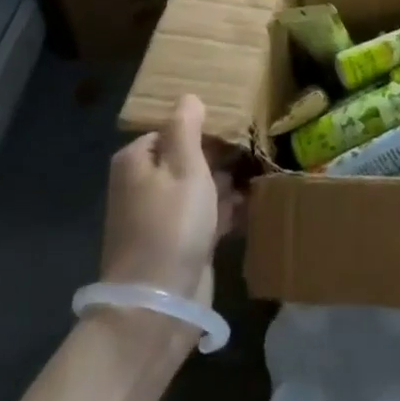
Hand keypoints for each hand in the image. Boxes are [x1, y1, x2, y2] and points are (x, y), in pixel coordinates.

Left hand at [100, 95, 238, 313]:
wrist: (159, 303)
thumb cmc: (171, 225)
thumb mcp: (184, 166)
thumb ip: (186, 127)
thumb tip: (188, 97)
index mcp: (137, 161)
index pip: (174, 129)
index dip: (207, 128)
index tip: (240, 129)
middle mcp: (144, 185)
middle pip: (189, 157)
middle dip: (222, 156)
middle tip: (257, 150)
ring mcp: (161, 216)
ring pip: (202, 186)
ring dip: (228, 183)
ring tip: (262, 174)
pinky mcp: (179, 242)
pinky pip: (207, 214)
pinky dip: (227, 209)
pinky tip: (253, 205)